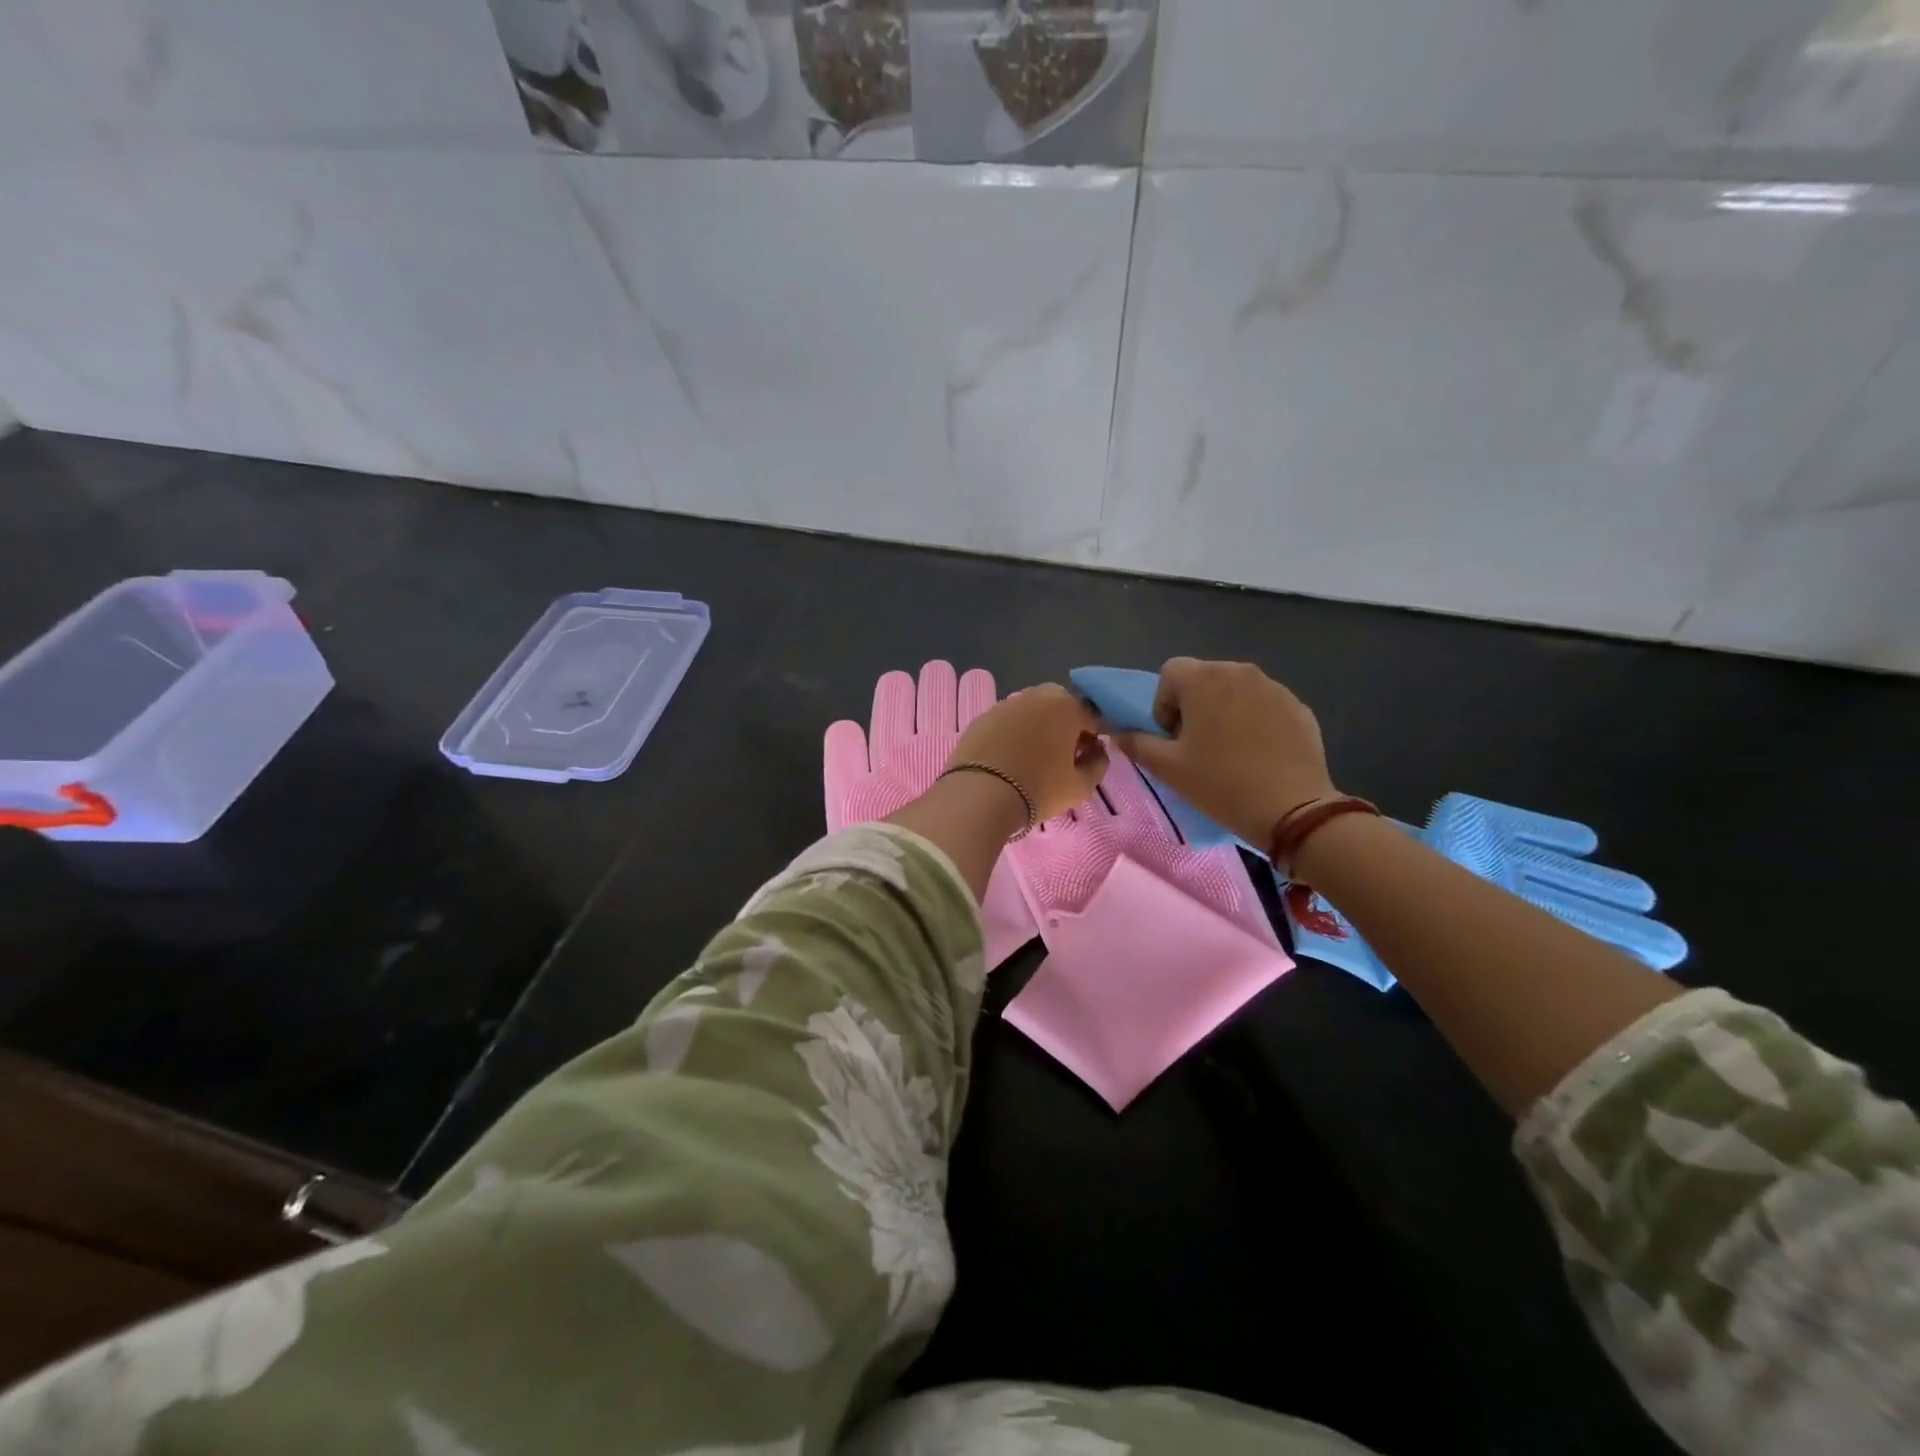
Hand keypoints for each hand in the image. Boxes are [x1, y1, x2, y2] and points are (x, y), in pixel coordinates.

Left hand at [946, 684, 1108, 824]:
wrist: (980, 796)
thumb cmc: (1038, 790)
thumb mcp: (1081, 786)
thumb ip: (1098, 763)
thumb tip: (1097, 750)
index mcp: (1067, 707)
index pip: (1091, 716)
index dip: (1093, 737)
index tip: (1086, 757)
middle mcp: (1037, 696)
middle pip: (1060, 705)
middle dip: (1065, 724)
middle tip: (1061, 754)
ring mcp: (1006, 704)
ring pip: (1032, 710)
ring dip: (1038, 725)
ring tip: (1033, 756)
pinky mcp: (982, 717)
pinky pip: (1007, 721)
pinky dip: (1013, 732)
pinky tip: (1009, 757)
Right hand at [1115, 658, 1336, 847]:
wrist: (1292, 809)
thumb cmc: (1220, 783)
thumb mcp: (1168, 768)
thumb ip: (1137, 744)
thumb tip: (1119, 733)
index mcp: (1203, 679)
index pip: (1170, 672)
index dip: (1164, 703)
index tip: (1172, 737)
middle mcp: (1239, 671)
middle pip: (1204, 678)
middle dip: (1194, 705)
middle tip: (1197, 745)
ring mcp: (1274, 687)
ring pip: (1236, 690)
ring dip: (1225, 711)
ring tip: (1230, 750)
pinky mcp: (1298, 706)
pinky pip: (1264, 705)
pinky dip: (1255, 721)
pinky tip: (1259, 754)